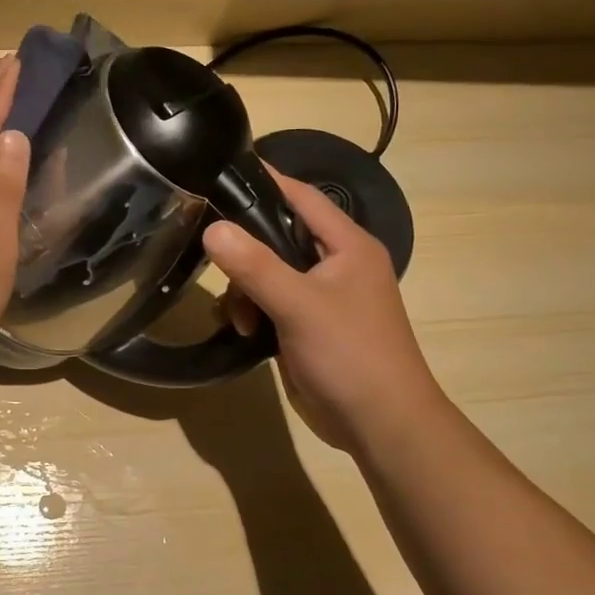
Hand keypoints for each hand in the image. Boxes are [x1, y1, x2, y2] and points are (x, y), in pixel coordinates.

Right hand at [202, 168, 442, 448]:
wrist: (381, 426)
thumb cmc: (350, 354)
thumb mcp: (299, 305)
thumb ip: (255, 265)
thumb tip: (212, 229)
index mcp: (347, 245)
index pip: (302, 196)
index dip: (266, 180)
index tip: (221, 168)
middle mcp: (336, 263)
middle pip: (277, 235)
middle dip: (245, 249)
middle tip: (212, 254)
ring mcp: (321, 296)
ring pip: (267, 272)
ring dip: (245, 289)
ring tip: (240, 316)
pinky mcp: (307, 325)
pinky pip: (269, 302)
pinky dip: (252, 311)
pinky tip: (243, 331)